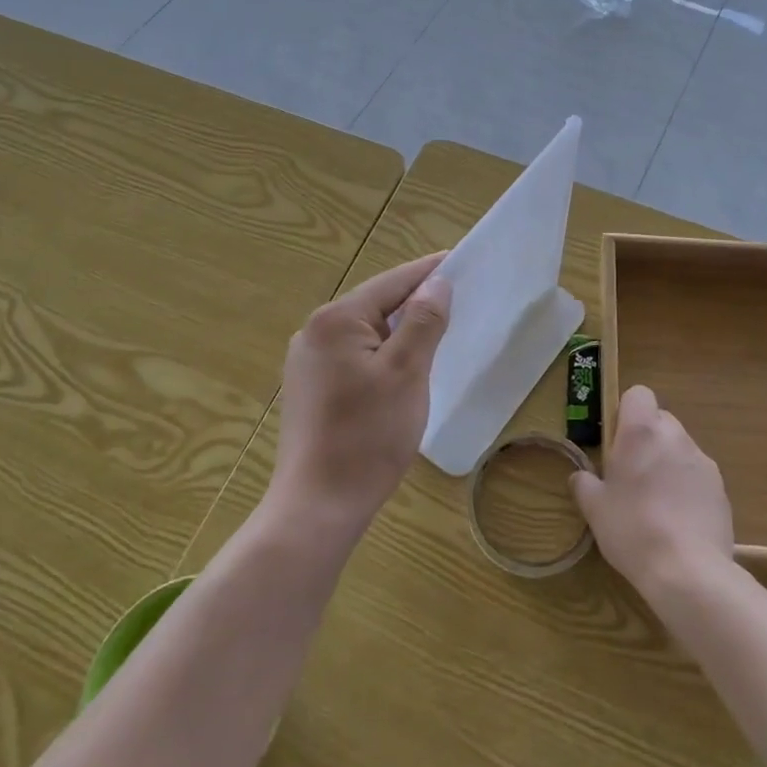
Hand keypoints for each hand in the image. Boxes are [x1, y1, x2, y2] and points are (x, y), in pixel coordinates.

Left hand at [269, 252, 451, 535]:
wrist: (318, 507)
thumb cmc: (367, 436)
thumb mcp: (407, 372)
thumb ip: (423, 321)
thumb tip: (437, 283)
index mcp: (335, 320)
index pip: (391, 283)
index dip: (428, 272)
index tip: (459, 260)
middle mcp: (313, 332)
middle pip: (376, 304)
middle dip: (415, 302)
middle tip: (456, 299)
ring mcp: (307, 362)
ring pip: (365, 332)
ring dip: (399, 330)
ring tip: (436, 331)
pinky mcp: (309, 388)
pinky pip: (354, 355)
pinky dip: (382, 354)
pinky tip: (402, 368)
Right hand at [572, 385, 732, 595]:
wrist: (688, 572)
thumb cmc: (632, 529)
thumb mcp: (595, 509)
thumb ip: (584, 484)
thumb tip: (580, 477)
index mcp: (641, 431)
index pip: (639, 394)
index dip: (627, 412)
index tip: (617, 441)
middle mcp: (675, 436)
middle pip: (660, 420)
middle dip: (647, 440)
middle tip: (632, 475)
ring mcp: (703, 461)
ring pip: (680, 448)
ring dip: (667, 464)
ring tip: (656, 503)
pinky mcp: (721, 489)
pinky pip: (697, 476)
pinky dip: (687, 488)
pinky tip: (678, 521)